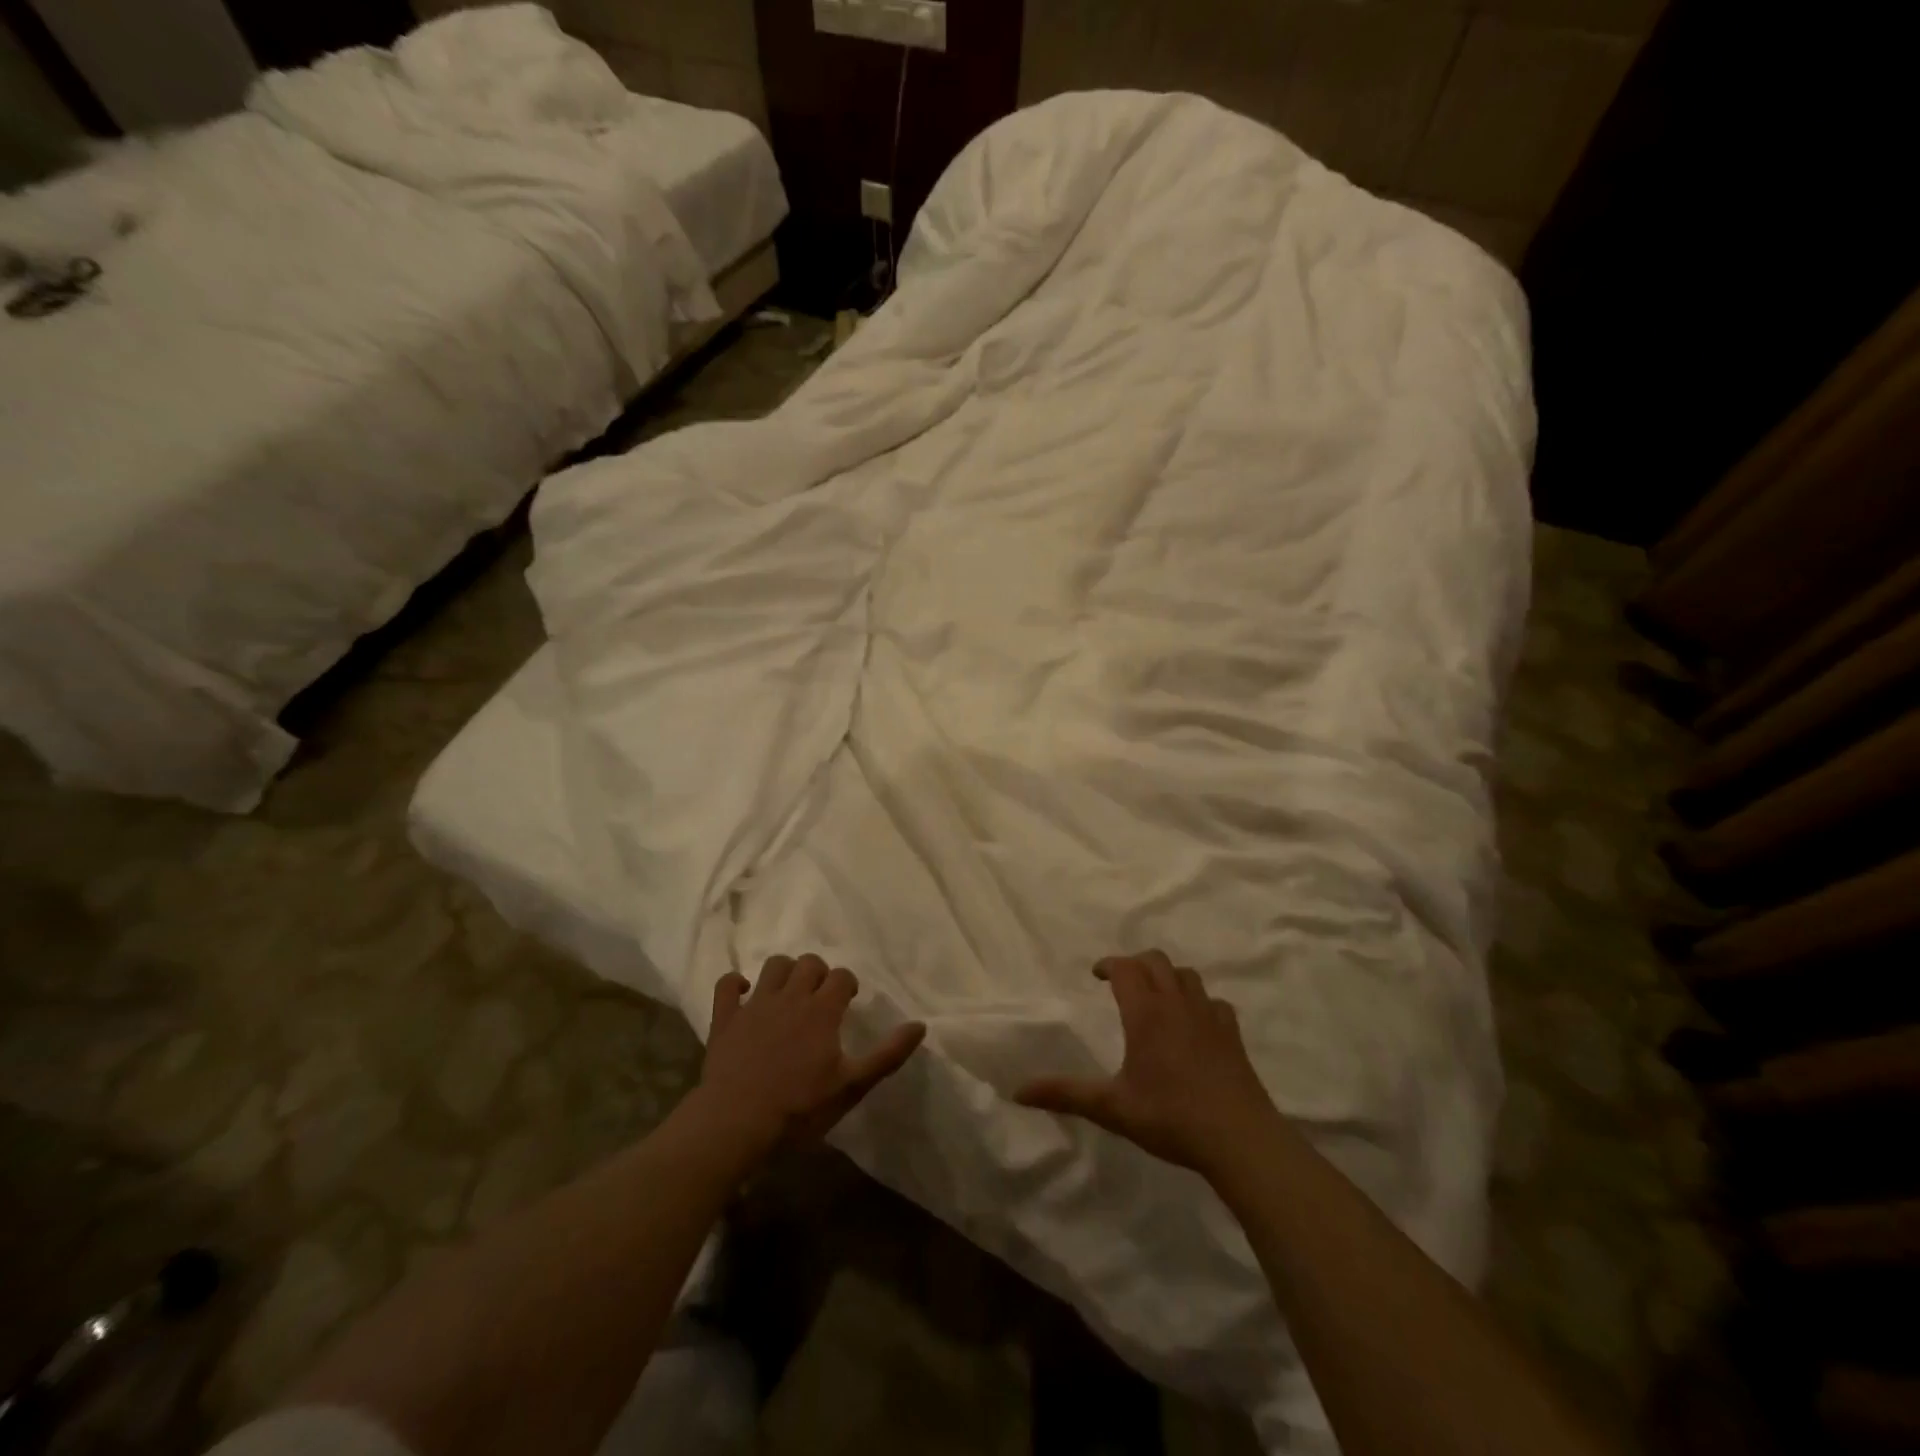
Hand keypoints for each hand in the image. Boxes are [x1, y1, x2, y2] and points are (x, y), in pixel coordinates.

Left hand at [695, 954, 925, 1156]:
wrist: (736, 1125)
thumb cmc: (799, 1108)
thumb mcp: (852, 1086)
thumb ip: (887, 1054)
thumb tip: (920, 1025)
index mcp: (822, 1011)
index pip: (841, 976)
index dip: (847, 984)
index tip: (848, 1001)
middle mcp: (790, 997)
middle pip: (808, 963)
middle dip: (818, 973)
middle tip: (821, 997)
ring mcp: (754, 1005)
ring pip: (773, 965)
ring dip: (785, 971)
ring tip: (790, 992)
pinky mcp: (725, 1019)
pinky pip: (726, 984)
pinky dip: (736, 983)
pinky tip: (745, 994)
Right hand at [1015, 951, 1279, 1178]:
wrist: (1239, 1138)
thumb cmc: (1170, 1117)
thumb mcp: (1111, 1108)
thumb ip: (1065, 1094)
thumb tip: (1017, 1091)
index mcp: (1146, 1013)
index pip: (1125, 968)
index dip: (1109, 964)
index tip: (1097, 974)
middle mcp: (1177, 1004)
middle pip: (1156, 961)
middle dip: (1135, 963)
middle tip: (1122, 982)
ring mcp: (1209, 1016)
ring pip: (1187, 975)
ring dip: (1167, 976)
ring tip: (1155, 996)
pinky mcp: (1232, 1034)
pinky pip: (1214, 1002)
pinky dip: (1199, 1001)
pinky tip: (1194, 1023)